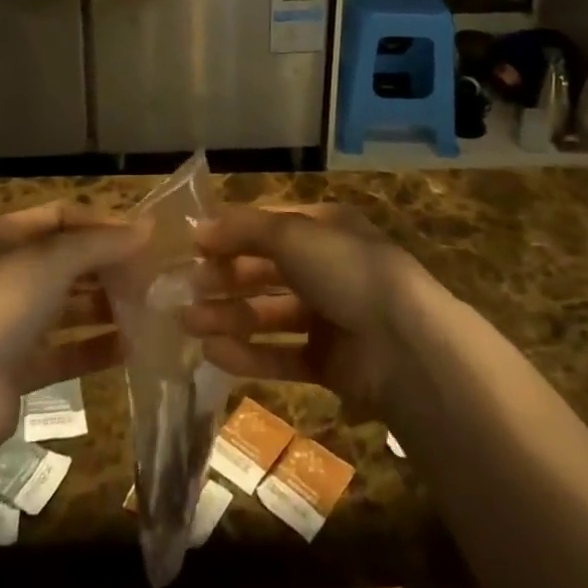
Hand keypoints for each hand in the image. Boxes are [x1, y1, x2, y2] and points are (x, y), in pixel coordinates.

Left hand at [0, 201, 149, 459]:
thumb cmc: (1, 304)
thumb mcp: (54, 260)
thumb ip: (102, 243)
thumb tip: (148, 227)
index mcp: (8, 238)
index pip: (63, 216)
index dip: (103, 223)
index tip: (144, 237)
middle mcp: (9, 275)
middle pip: (68, 262)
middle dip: (109, 266)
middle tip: (152, 275)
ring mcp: (12, 323)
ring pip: (69, 307)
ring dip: (106, 307)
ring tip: (149, 310)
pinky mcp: (19, 368)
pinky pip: (66, 351)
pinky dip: (95, 348)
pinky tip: (130, 348)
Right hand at [183, 203, 422, 417]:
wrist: (403, 344)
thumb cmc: (345, 269)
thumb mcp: (291, 233)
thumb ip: (243, 230)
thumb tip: (199, 229)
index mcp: (324, 228)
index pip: (268, 226)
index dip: (231, 234)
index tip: (192, 247)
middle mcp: (326, 267)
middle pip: (265, 270)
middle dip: (225, 278)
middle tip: (183, 290)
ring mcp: (329, 316)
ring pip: (268, 313)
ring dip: (228, 316)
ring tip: (187, 323)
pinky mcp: (329, 361)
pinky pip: (281, 355)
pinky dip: (249, 354)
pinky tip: (213, 353)